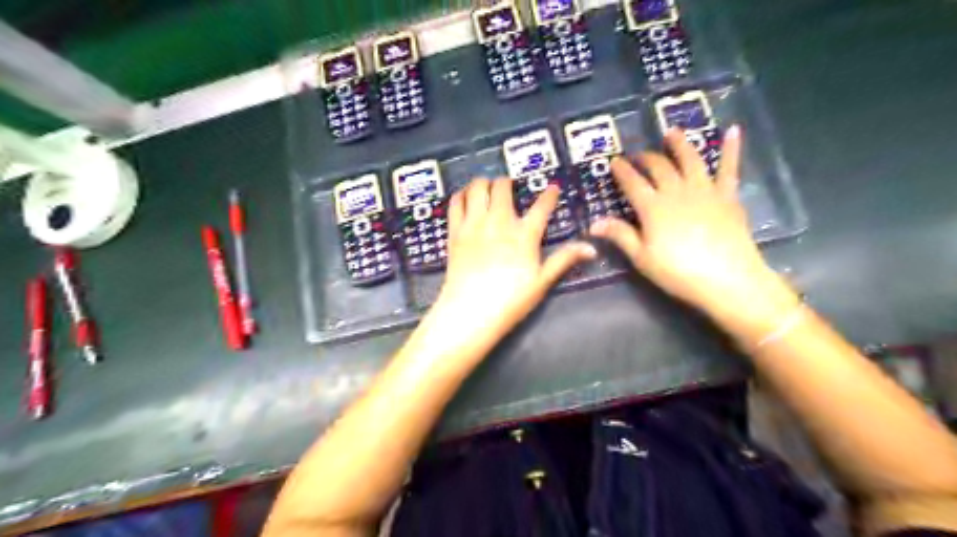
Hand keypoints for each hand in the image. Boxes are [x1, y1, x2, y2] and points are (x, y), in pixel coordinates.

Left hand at [424, 178, 596, 350]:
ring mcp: (474, 224)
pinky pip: (456, 202)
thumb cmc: (511, 299)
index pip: (541, 206)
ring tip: (486, 187)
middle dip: (507, 182)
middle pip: (502, 187)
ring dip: (483, 183)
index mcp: (524, 234)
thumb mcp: (542, 281)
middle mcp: (499, 221)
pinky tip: (465, 196)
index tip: (553, 188)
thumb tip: (592, 248)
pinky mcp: (455, 231)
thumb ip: (565, 259)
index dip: (550, 195)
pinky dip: (461, 194)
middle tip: (508, 187)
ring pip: (477, 188)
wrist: (472, 311)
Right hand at [592, 127, 791, 319]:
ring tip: (671, 132)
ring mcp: (704, 190)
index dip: (622, 171)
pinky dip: (731, 148)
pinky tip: (733, 130)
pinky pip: (729, 168)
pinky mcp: (728, 196)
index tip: (614, 162)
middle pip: (659, 167)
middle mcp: (676, 191)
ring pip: (690, 159)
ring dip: (679, 144)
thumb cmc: (678, 272)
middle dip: (646, 158)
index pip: (632, 182)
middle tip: (638, 155)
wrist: (727, 279)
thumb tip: (593, 223)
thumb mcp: (642, 257)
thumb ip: (620, 236)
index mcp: (652, 207)